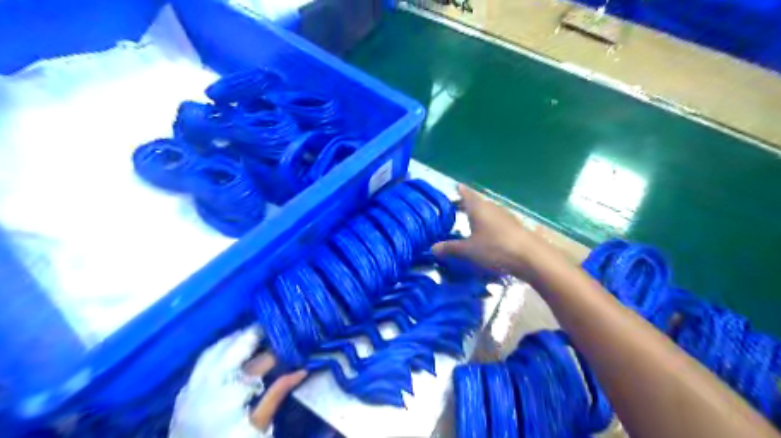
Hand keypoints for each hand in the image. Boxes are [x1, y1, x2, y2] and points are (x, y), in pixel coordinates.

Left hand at [172, 327, 307, 436]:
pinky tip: (232, 351)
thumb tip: (301, 370)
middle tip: (274, 329)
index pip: (256, 363)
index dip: (275, 352)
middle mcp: (205, 386)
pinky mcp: (184, 395)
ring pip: (213, 351)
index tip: (291, 343)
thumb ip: (277, 394)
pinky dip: (219, 351)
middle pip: (231, 348)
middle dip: (254, 335)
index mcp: (225, 396)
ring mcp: (190, 389)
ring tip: (256, 335)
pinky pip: (202, 363)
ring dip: (235, 340)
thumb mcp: (259, 428)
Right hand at [433, 183, 546, 278]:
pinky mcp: (514, 226)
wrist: (530, 257)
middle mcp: (491, 207)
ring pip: (488, 211)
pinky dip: (488, 224)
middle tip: (455, 208)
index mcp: (478, 208)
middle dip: (466, 204)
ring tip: (469, 221)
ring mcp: (505, 216)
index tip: (455, 186)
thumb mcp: (468, 251)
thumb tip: (432, 248)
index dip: (460, 190)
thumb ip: (450, 248)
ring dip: (478, 214)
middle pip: (477, 202)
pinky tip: (486, 234)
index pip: (466, 194)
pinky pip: (496, 221)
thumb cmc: (495, 248)